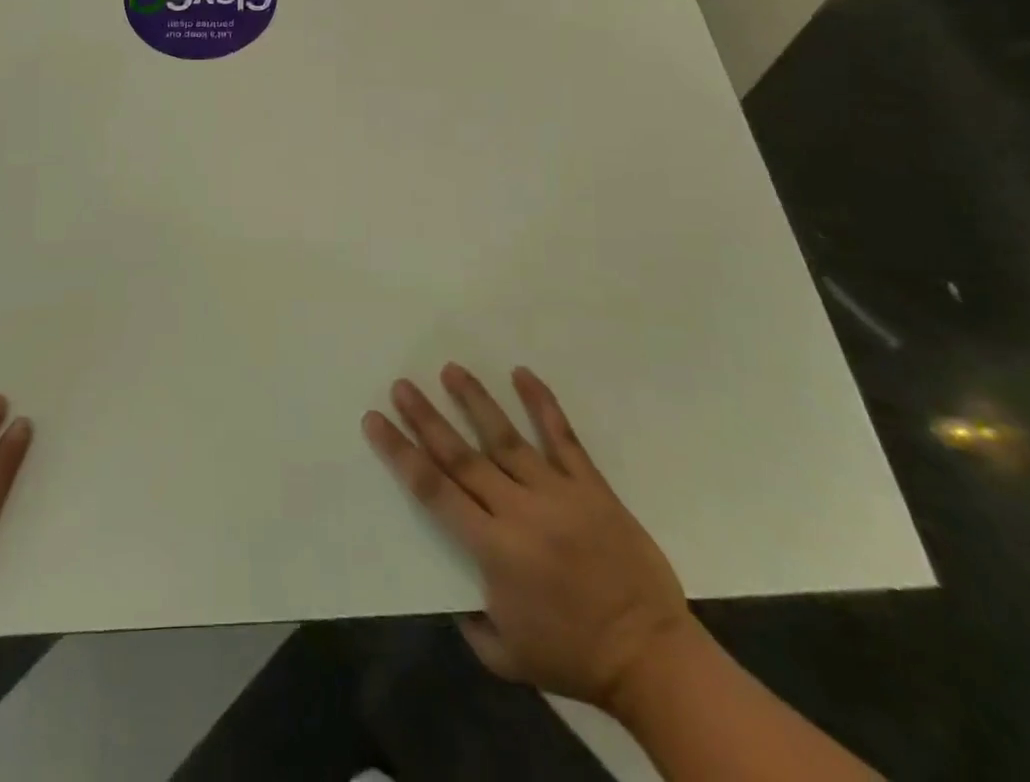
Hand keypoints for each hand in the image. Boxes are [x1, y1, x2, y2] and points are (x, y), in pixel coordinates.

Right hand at [363, 364, 695, 711]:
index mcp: (494, 551)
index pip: (434, 490)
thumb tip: (453, 584)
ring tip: (451, 369)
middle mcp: (519, 512)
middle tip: (402, 384)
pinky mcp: (591, 488)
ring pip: (506, 437)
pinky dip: (542, 404)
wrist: (654, 660)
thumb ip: (471, 622)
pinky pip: (563, 438)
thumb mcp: (507, 658)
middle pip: (462, 455)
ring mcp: (558, 494)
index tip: (375, 420)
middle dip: (427, 418)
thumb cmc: (575, 659)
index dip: (401, 453)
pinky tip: (523, 374)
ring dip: (475, 401)